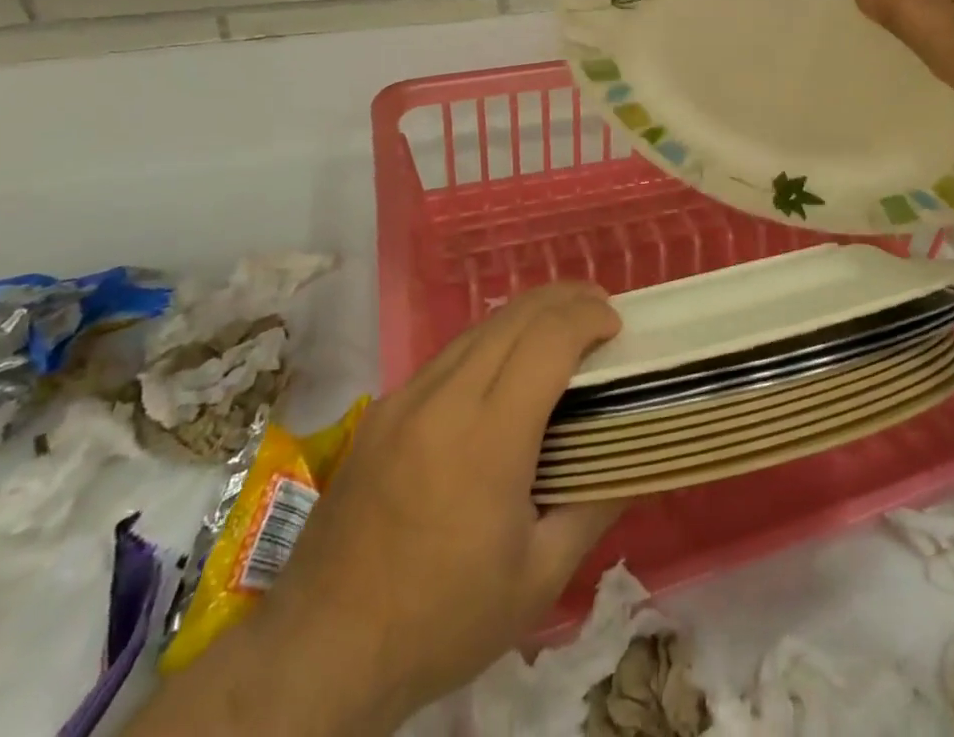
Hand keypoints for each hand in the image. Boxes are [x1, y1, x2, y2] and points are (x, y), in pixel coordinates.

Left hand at [133, 283, 624, 736]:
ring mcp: (406, 398)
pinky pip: (449, 354)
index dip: (589, 318)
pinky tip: (504, 369)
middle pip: (516, 315)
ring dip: (529, 315)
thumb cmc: (441, 621)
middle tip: (601, 312)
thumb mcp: (537, 580)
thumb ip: (593, 508)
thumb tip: (634, 462)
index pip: (549, 340)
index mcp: (489, 438)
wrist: (319, 653)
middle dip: (566, 299)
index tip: (618, 326)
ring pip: (480, 327)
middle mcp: (445, 399)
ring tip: (561, 330)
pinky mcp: (382, 409)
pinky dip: (491, 341)